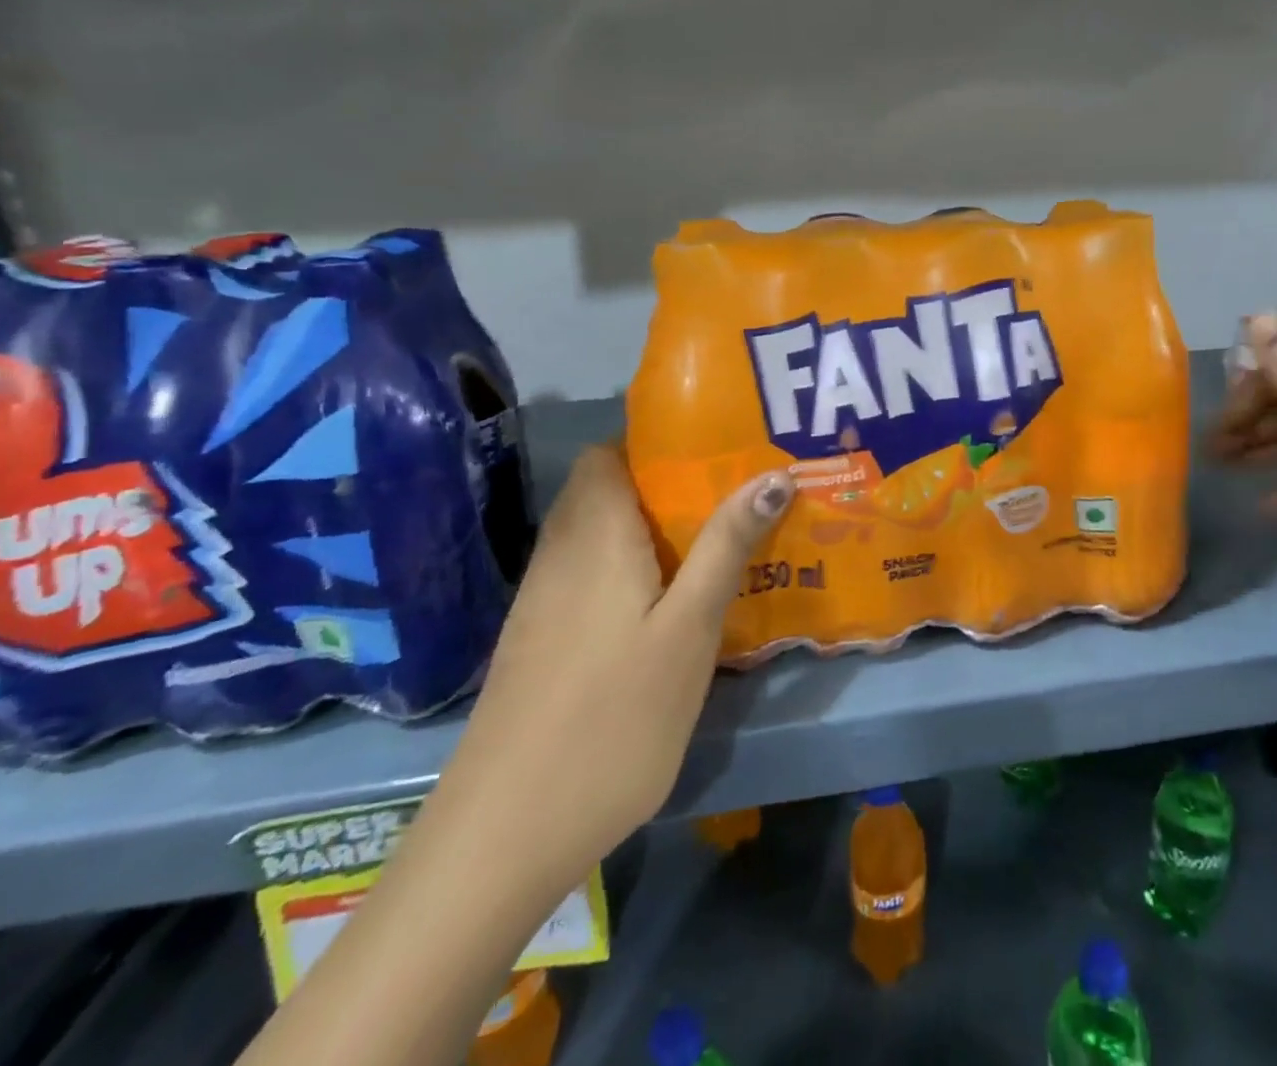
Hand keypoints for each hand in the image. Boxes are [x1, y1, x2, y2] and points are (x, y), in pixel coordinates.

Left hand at [426, 444, 793, 898]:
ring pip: (598, 530)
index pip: (610, 451)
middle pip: (606, 487)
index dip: (659, 441)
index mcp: (596, 534)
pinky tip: (668, 600)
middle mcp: (561, 552)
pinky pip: (589, 571)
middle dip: (667, 483)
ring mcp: (543, 598)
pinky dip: (629, 564)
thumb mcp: (689, 629)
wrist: (504, 835)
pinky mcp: (539, 637)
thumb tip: (772, 474)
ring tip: (714, 539)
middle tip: (731, 495)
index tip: (718, 450)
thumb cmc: (613, 718)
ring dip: (650, 526)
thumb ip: (726, 546)